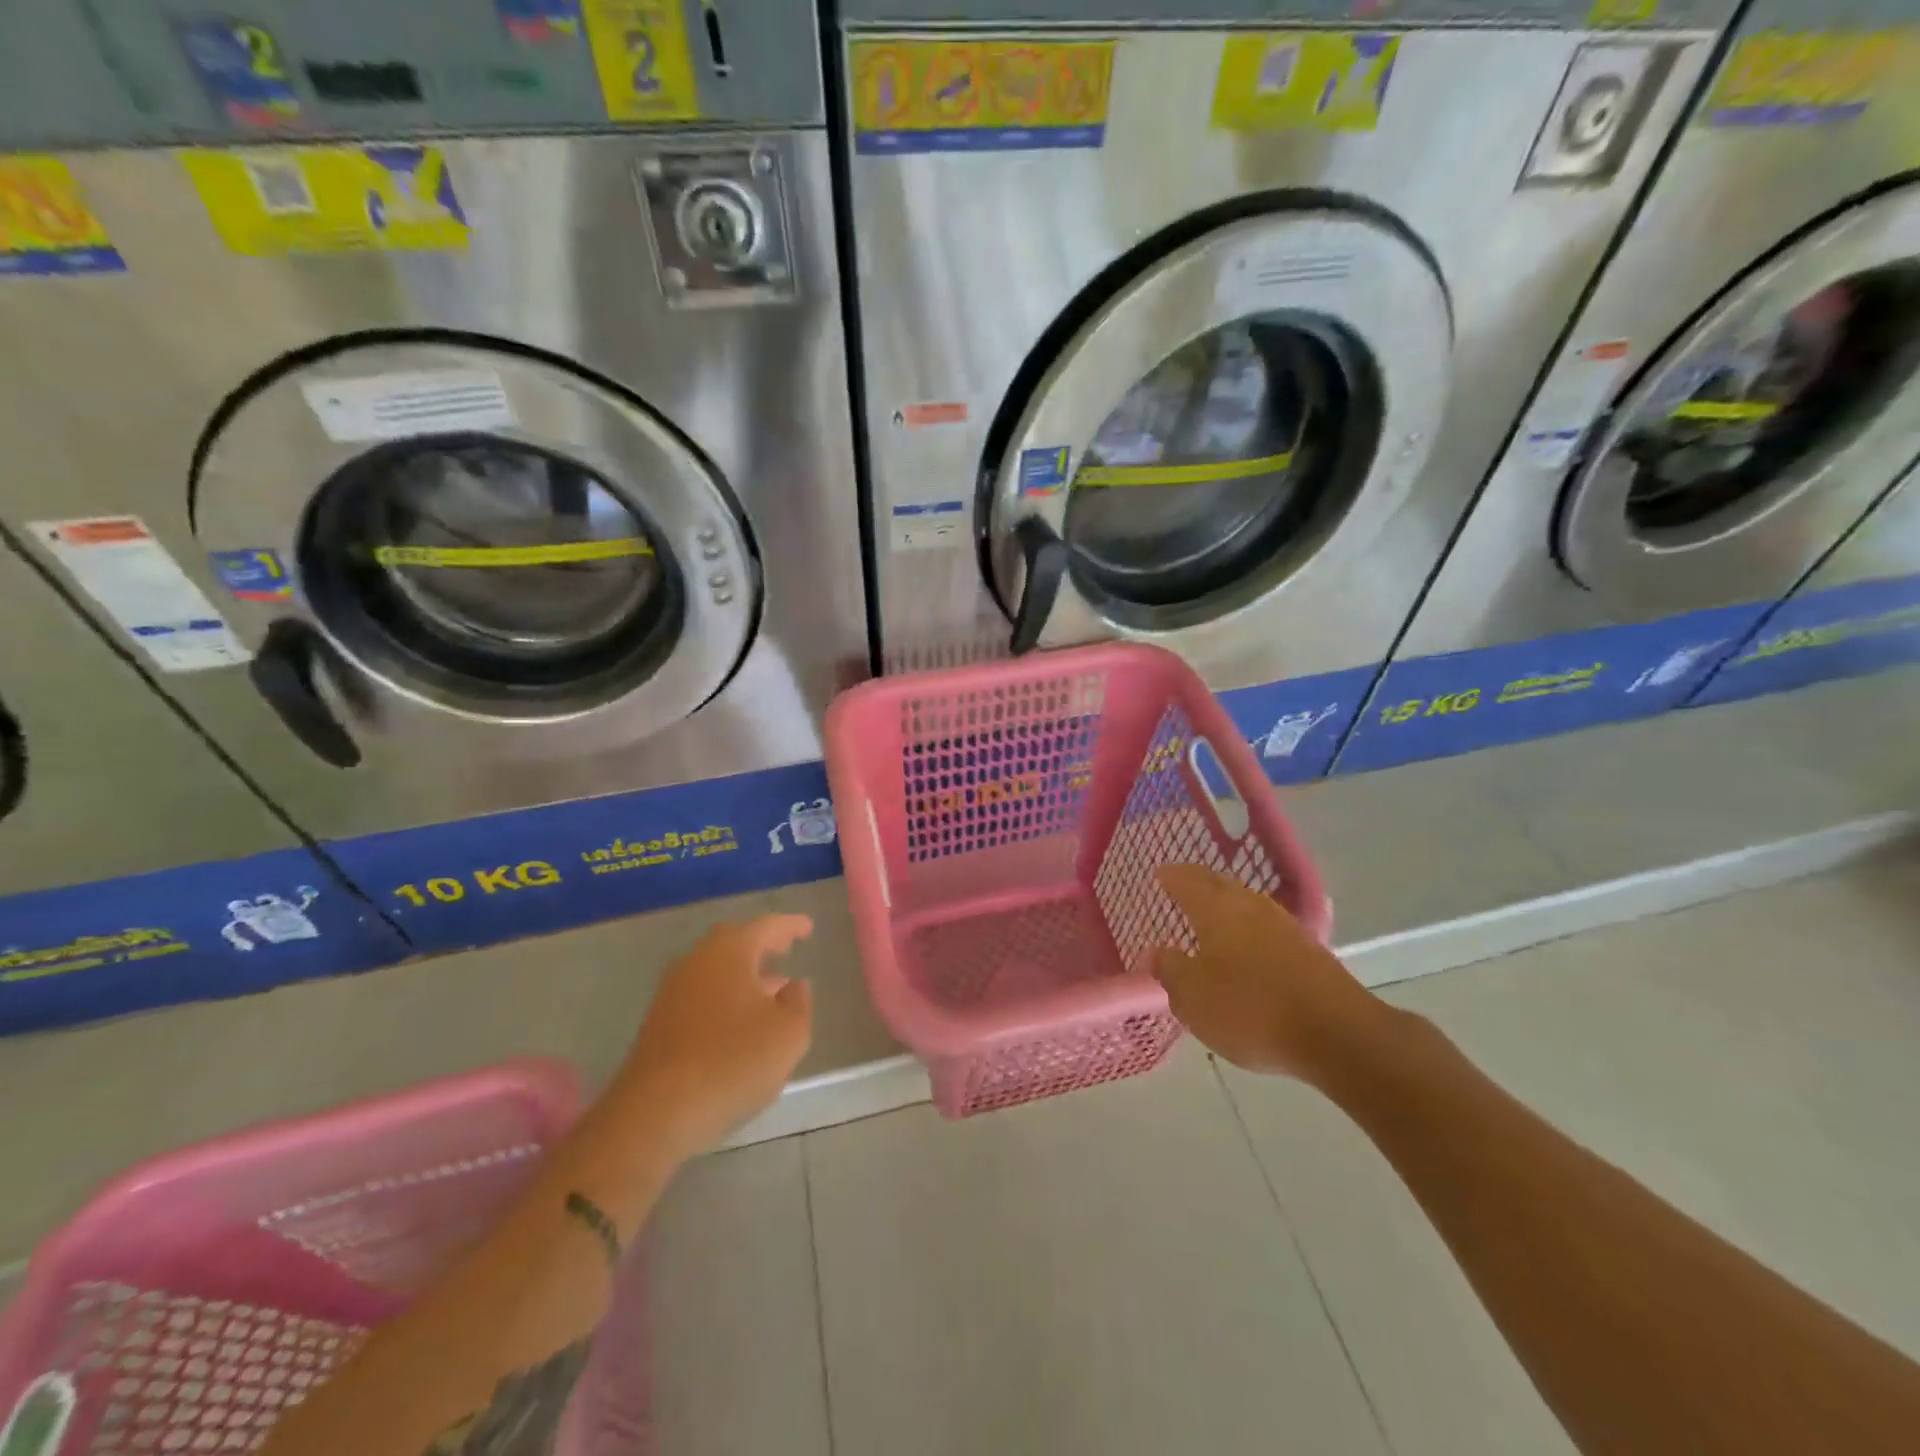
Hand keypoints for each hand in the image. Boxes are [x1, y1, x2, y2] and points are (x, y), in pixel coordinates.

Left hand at [615, 914, 814, 1160]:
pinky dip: (726, 997)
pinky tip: (741, 1022)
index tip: (807, 927)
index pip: (765, 926)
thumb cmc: (732, 1061)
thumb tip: (793, 986)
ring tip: (772, 988)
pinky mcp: (659, 1024)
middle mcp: (697, 962)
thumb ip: (798, 1002)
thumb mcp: (789, 1033)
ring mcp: (672, 993)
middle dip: (762, 944)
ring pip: (716, 970)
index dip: (790, 925)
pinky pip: (702, 995)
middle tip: (785, 947)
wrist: (654, 1114)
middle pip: (734, 942)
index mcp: (729, 952)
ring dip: (744, 974)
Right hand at [1151, 865, 1385, 1086]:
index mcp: (1216, 909)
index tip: (1159, 874)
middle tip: (1181, 888)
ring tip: (1210, 917)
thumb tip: (1156, 952)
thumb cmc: (1251, 1010)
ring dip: (1226, 906)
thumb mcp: (1194, 999)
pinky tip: (1246, 948)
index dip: (1171, 876)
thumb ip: (1170, 971)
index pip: (1187, 880)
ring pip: (1246, 904)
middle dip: (1198, 885)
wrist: (1338, 1035)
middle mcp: (1250, 905)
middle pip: (1219, 885)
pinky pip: (1266, 927)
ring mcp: (1284, 925)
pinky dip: (1249, 930)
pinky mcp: (1309, 950)